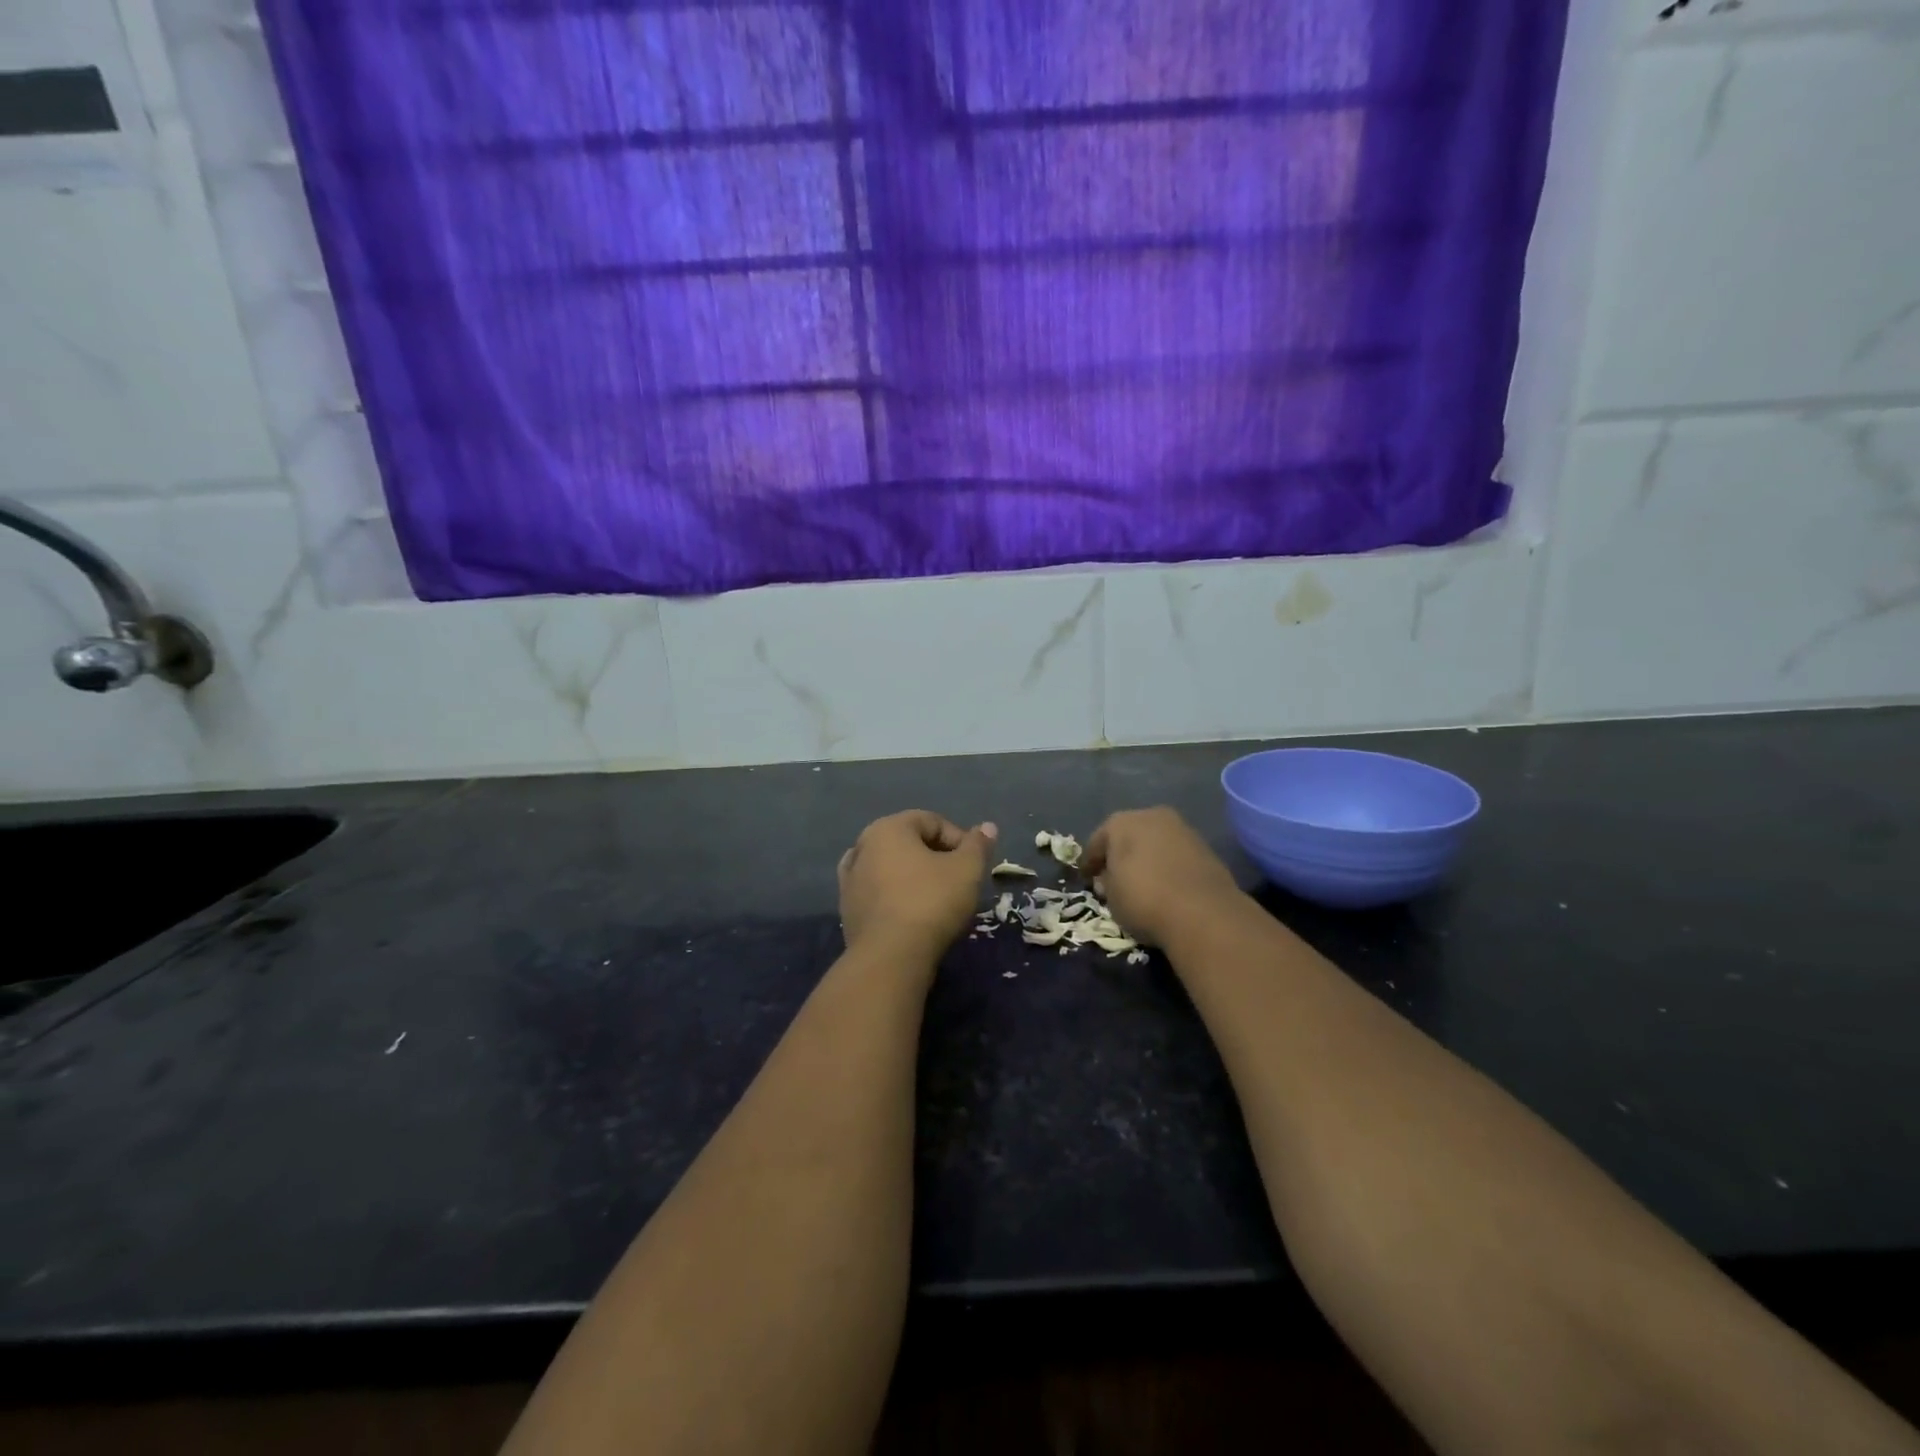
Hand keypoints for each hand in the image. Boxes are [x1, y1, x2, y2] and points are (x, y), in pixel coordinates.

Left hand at [837, 811, 996, 961]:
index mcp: (888, 828)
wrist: (890, 957)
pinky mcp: (847, 909)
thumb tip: (988, 826)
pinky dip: (895, 896)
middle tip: (958, 882)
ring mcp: (850, 878)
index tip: (974, 865)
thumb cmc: (931, 902)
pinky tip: (910, 913)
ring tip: (936, 899)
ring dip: (914, 877)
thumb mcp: (967, 870)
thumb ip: (978, 845)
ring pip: (892, 868)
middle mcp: (863, 845)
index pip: (932, 821)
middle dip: (937, 857)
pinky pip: (878, 892)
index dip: (959, 840)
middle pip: (909, 842)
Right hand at [1083, 807, 1242, 947]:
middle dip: (1120, 855)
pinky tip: (1167, 885)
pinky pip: (1176, 855)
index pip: (1097, 842)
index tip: (1087, 879)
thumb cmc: (1143, 899)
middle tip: (1114, 878)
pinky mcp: (1205, 847)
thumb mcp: (1111, 897)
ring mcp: (1182, 829)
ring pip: (1155, 842)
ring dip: (1147, 858)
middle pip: (1128, 836)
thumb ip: (1107, 883)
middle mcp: (1151, 816)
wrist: (1203, 912)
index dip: (1090, 863)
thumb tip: (1109, 879)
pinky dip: (1168, 866)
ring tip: (1143, 883)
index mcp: (1121, 822)